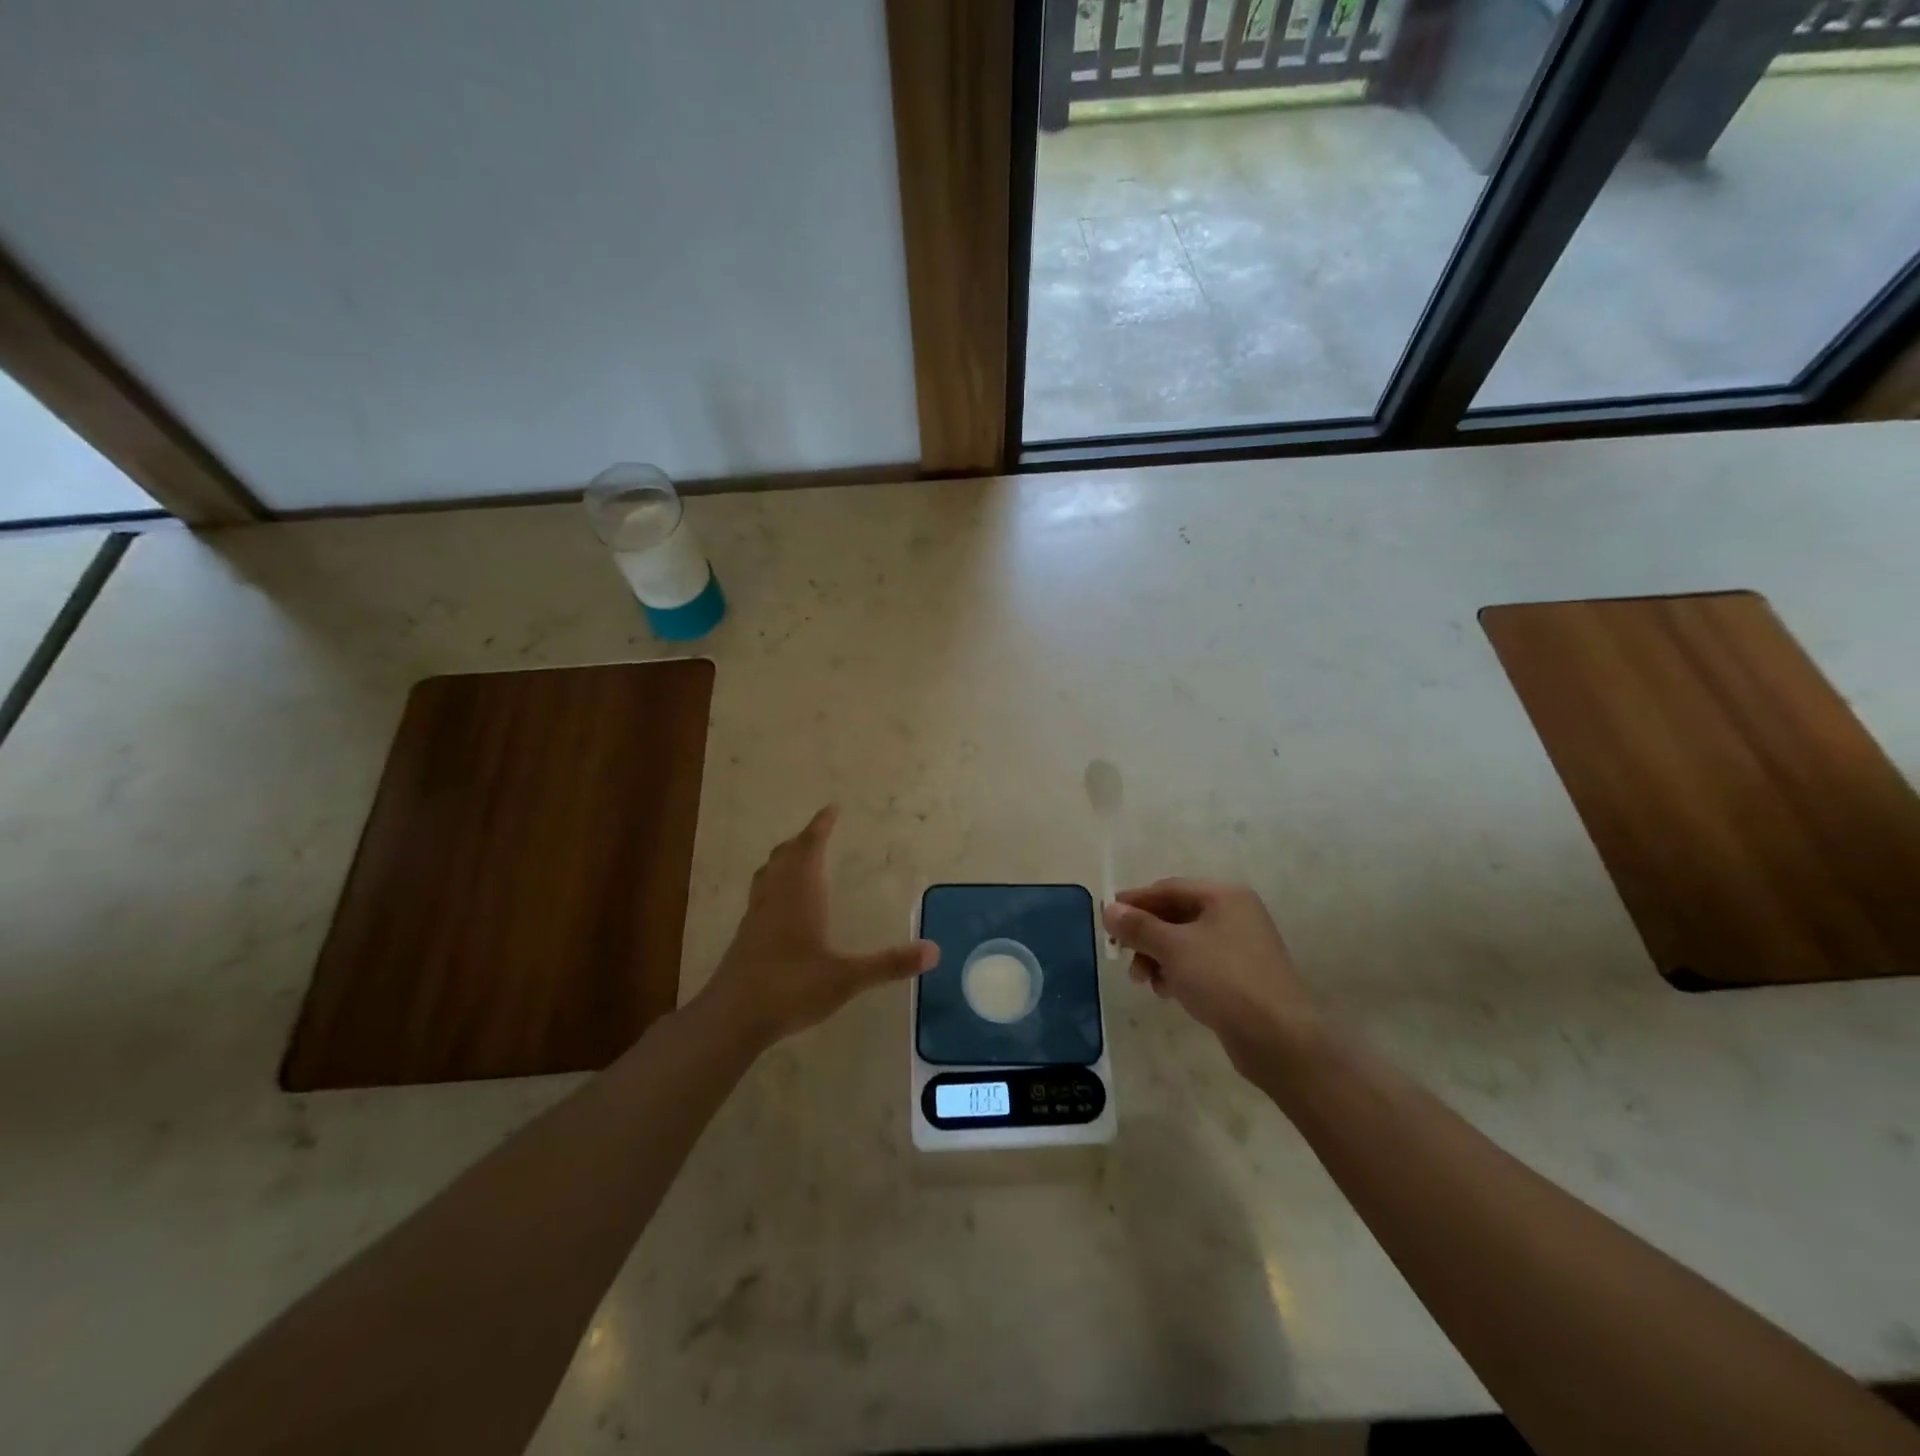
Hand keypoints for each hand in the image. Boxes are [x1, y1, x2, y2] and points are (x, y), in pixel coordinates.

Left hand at [697, 806, 934, 1050]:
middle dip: (803, 840)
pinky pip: (760, 895)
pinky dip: (773, 885)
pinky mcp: (745, 937)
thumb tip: (934, 950)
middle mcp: (775, 897)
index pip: (809, 848)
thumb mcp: (846, 978)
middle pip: (785, 855)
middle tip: (818, 832)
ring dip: (784, 860)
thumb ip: (889, 964)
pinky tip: (780, 907)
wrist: (732, 1018)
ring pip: (768, 874)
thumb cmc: (790, 988)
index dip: (820, 826)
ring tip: (797, 859)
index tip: (831, 808)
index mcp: (799, 895)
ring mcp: (755, 917)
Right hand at [1102, 879, 1316, 1070]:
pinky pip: (1199, 964)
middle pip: (1176, 915)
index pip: (1169, 888)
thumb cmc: (1222, 980)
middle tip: (1122, 954)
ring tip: (1144, 981)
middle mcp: (1236, 914)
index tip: (1107, 917)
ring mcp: (1241, 947)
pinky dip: (1178, 973)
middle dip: (1146, 935)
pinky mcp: (1242, 977)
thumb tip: (1109, 909)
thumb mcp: (1173, 948)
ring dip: (1158, 957)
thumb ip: (1138, 926)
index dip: (1135, 901)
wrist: (1278, 1039)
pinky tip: (1167, 992)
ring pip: (1185, 942)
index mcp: (1225, 896)